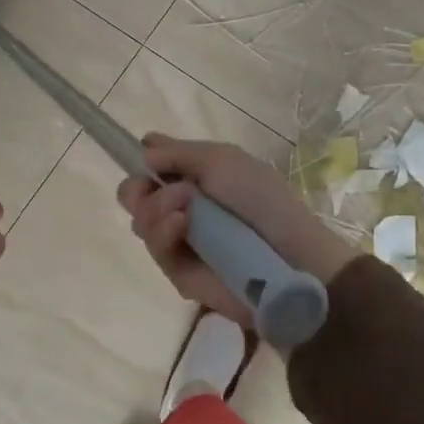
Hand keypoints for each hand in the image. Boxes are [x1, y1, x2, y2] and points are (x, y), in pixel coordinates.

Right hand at [116, 134, 357, 326]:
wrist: (289, 254)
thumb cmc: (261, 197)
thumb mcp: (222, 160)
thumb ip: (179, 153)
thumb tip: (144, 151)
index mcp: (195, 177)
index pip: (151, 167)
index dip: (143, 161)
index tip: (146, 157)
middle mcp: (181, 207)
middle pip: (134, 196)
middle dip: (138, 188)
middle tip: (157, 188)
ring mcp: (178, 241)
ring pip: (140, 222)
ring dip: (156, 208)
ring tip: (185, 209)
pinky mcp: (178, 273)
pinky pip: (155, 249)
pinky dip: (163, 232)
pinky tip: (181, 225)